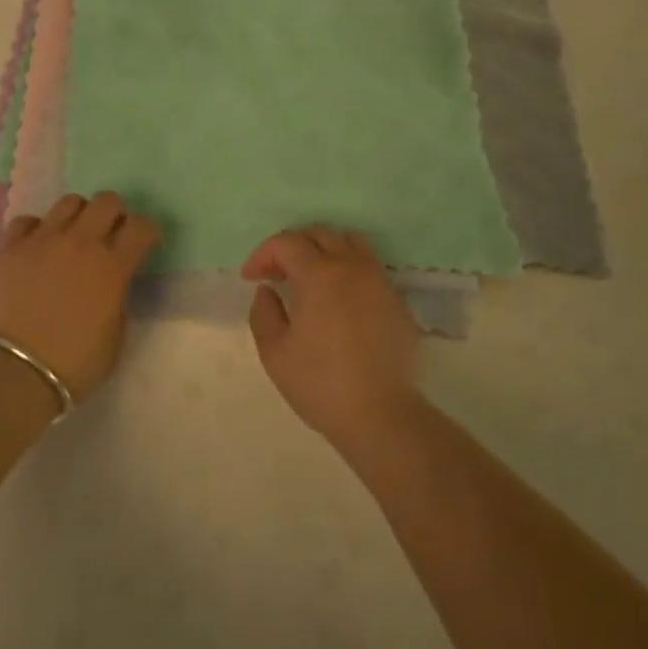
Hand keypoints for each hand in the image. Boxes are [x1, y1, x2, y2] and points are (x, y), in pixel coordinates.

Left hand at [0, 192, 159, 401]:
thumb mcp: (114, 339)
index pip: (142, 227)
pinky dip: (36, 230)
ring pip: (69, 202)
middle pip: (107, 201)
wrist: (14, 371)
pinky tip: (36, 247)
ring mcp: (43, 240)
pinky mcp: (11, 248)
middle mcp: (81, 243)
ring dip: (78, 216)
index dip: (147, 231)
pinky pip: (27, 221)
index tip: (145, 242)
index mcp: (112, 267)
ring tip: (72, 237)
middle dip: (114, 213)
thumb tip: (111, 288)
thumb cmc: (73, 364)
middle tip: (110, 234)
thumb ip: (118, 302)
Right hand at [242, 225, 422, 448]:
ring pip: (350, 242)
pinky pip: (369, 267)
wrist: (381, 415)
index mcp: (319, 274)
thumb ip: (263, 312)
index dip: (262, 255)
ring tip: (311, 278)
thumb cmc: (320, 383)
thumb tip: (267, 290)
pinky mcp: (396, 300)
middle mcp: (351, 266)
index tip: (250, 278)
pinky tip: (340, 300)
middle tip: (277, 275)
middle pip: (319, 233)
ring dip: (324, 250)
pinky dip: (348, 269)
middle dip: (292, 247)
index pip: (286, 242)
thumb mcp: (274, 352)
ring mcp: (379, 281)